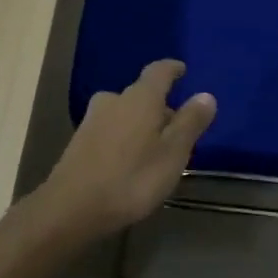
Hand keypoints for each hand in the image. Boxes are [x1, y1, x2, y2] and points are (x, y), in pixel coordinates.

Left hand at [39, 60, 216, 237]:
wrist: (71, 208)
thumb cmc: (132, 178)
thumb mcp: (172, 153)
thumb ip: (190, 122)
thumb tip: (206, 95)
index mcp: (140, 98)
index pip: (159, 71)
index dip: (172, 69)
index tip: (182, 70)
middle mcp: (114, 100)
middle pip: (141, 95)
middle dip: (159, 106)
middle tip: (176, 127)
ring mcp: (92, 120)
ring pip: (124, 113)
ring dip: (141, 123)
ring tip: (155, 147)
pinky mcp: (79, 142)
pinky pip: (110, 129)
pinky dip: (124, 137)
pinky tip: (129, 160)